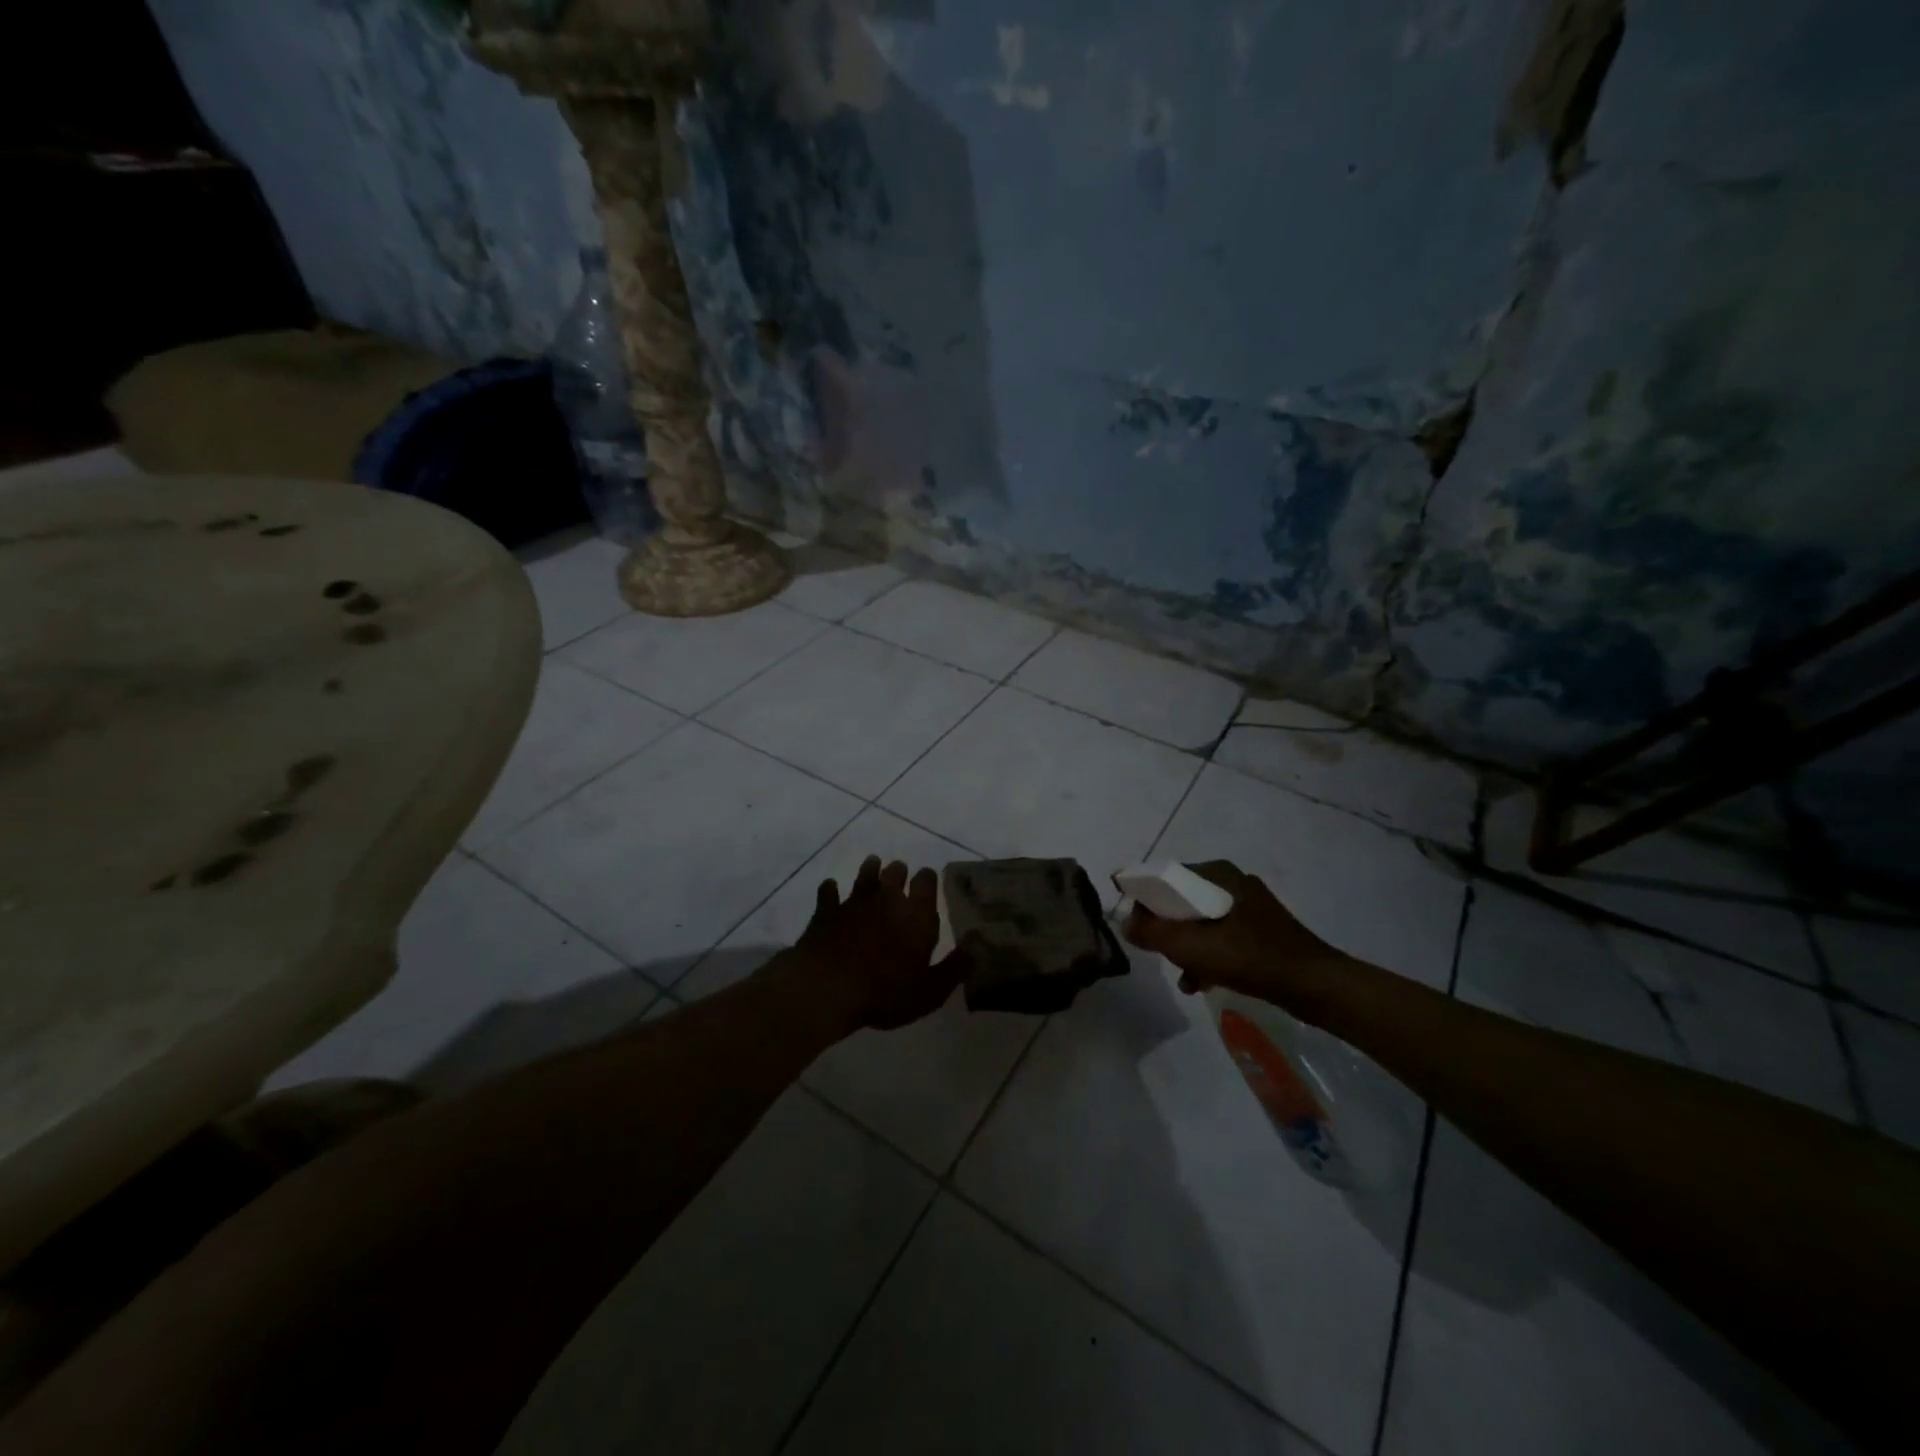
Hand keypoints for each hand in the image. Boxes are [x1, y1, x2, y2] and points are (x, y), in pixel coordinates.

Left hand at [791, 856, 961, 1030]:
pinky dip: (831, 890)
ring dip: (870, 870)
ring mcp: (854, 901)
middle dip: (899, 872)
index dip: (927, 879)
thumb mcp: (929, 991)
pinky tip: (830, 889)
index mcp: (916, 914)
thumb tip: (977, 947)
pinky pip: (828, 892)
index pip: (927, 882)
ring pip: (865, 875)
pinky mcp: (826, 910)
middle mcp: (886, 899)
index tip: (927, 881)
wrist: (827, 988)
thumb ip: (954, 968)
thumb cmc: (885, 993)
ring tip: (872, 866)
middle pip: (895, 872)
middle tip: (899, 874)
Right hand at [1121, 860, 1349, 1014]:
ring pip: (1199, 920)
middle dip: (1163, 927)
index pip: (1164, 876)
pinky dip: (1206, 955)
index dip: (1141, 897)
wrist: (1315, 985)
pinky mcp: (1260, 929)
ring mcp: (1248, 906)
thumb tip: (1125, 923)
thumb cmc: (1251, 957)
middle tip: (1153, 950)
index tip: (1127, 922)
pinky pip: (1219, 935)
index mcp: (1216, 874)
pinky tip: (1201, 982)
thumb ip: (1153, 933)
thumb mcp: (1193, 947)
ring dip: (1184, 946)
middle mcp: (1231, 881)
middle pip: (1180, 900)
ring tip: (1180, 974)